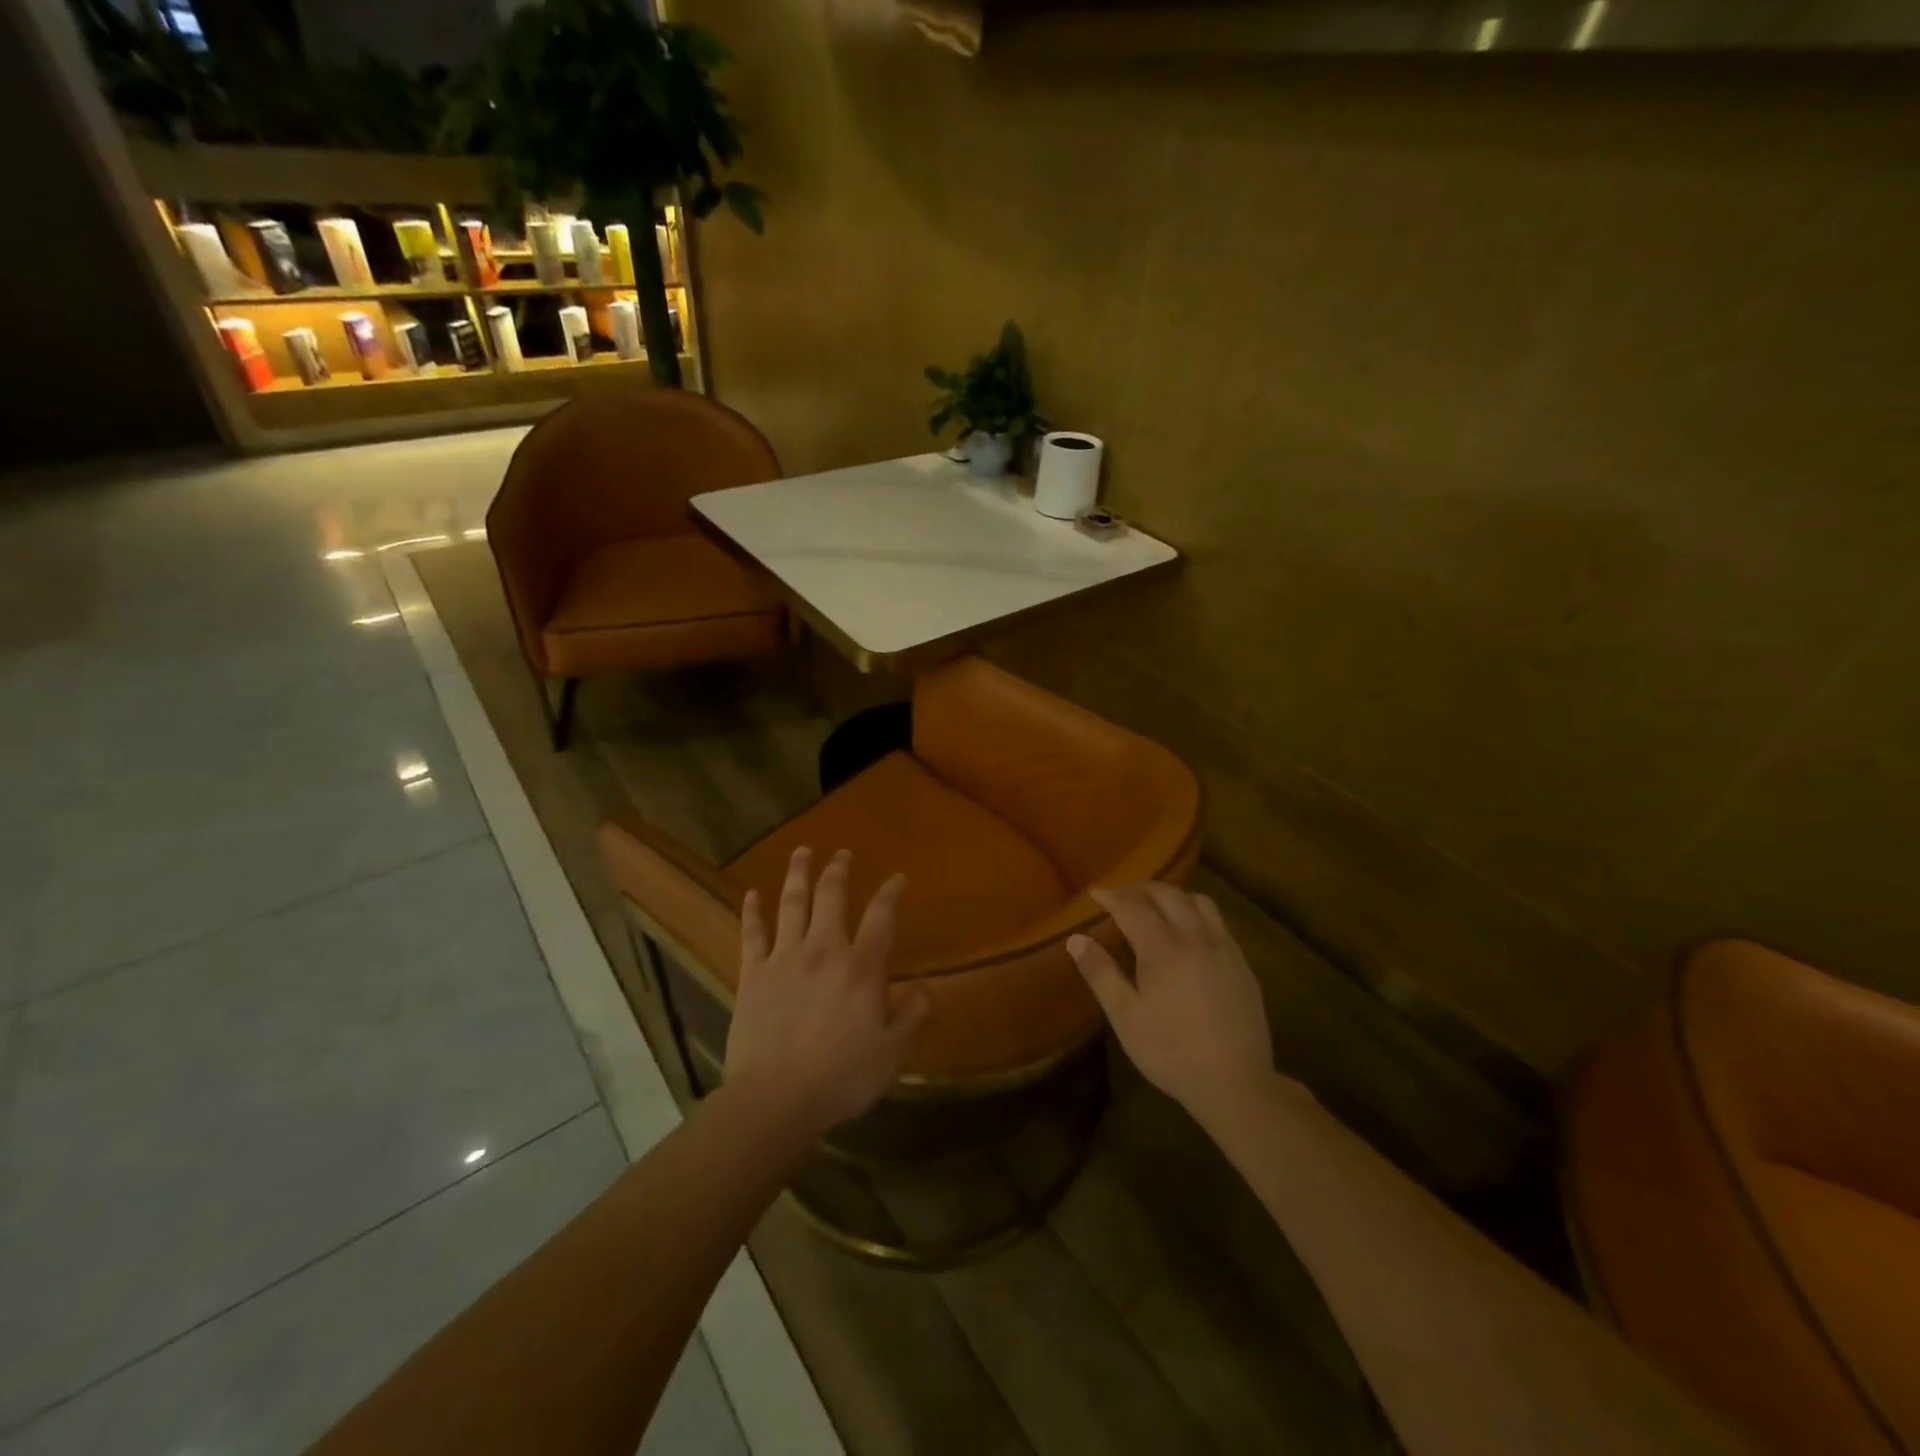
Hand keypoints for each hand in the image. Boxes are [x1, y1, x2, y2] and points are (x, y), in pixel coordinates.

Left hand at [725, 847, 930, 1139]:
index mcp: (861, 968)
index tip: (898, 878)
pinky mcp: (752, 975)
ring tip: (802, 852)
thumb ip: (913, 1016)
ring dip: (798, 874)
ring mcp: (784, 958)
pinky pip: (752, 934)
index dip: (891, 892)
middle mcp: (824, 950)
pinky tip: (751, 894)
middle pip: (831, 897)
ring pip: (791, 904)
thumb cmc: (840, 1078)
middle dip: (838, 870)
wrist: (774, 1100)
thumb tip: (927, 987)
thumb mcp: (892, 1053)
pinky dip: (752, 911)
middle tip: (841, 853)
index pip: (882, 917)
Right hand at [1068, 884, 1289, 1127]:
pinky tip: (1190, 934)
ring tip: (1157, 907)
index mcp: (1163, 947)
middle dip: (1141, 889)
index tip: (1095, 893)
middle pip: (1168, 895)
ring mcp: (1224, 949)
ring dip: (1173, 896)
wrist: (1236, 1082)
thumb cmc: (1171, 1051)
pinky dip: (1197, 914)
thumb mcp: (1125, 1017)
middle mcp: (1195, 937)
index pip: (1132, 906)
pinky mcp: (1242, 964)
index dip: (1112, 897)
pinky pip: (1218, 922)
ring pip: (1199, 902)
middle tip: (1121, 896)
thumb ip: (1100, 973)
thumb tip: (1075, 939)